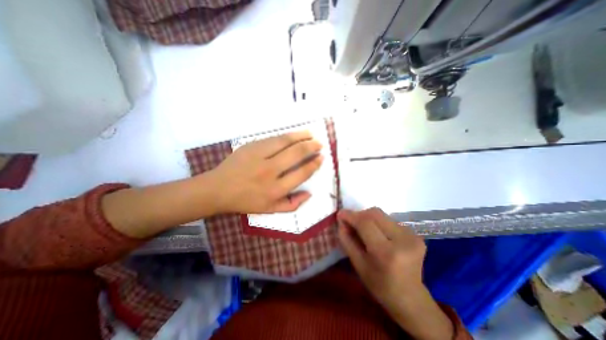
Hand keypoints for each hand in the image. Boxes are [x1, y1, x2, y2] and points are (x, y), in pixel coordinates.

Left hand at [209, 130, 323, 213]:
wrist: (218, 189)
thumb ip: (292, 204)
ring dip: (301, 136)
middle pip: (296, 154)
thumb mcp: (270, 210)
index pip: (301, 173)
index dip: (314, 164)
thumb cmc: (246, 201)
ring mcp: (259, 156)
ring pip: (285, 141)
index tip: (321, 157)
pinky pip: (272, 138)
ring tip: (311, 134)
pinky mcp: (250, 146)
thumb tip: (309, 193)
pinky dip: (286, 135)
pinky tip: (293, 134)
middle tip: (319, 143)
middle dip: (311, 147)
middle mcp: (269, 171)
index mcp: (275, 190)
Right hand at [337, 208, 424, 306]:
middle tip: (351, 223)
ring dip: (369, 218)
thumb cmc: (379, 285)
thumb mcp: (357, 264)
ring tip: (364, 230)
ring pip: (382, 215)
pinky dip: (379, 223)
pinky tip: (378, 235)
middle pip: (375, 213)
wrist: (411, 299)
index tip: (340, 214)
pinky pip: (390, 220)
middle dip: (360, 214)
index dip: (351, 215)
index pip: (365, 223)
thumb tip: (341, 220)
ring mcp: (412, 236)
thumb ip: (347, 240)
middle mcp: (402, 240)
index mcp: (386, 252)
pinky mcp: (416, 234)